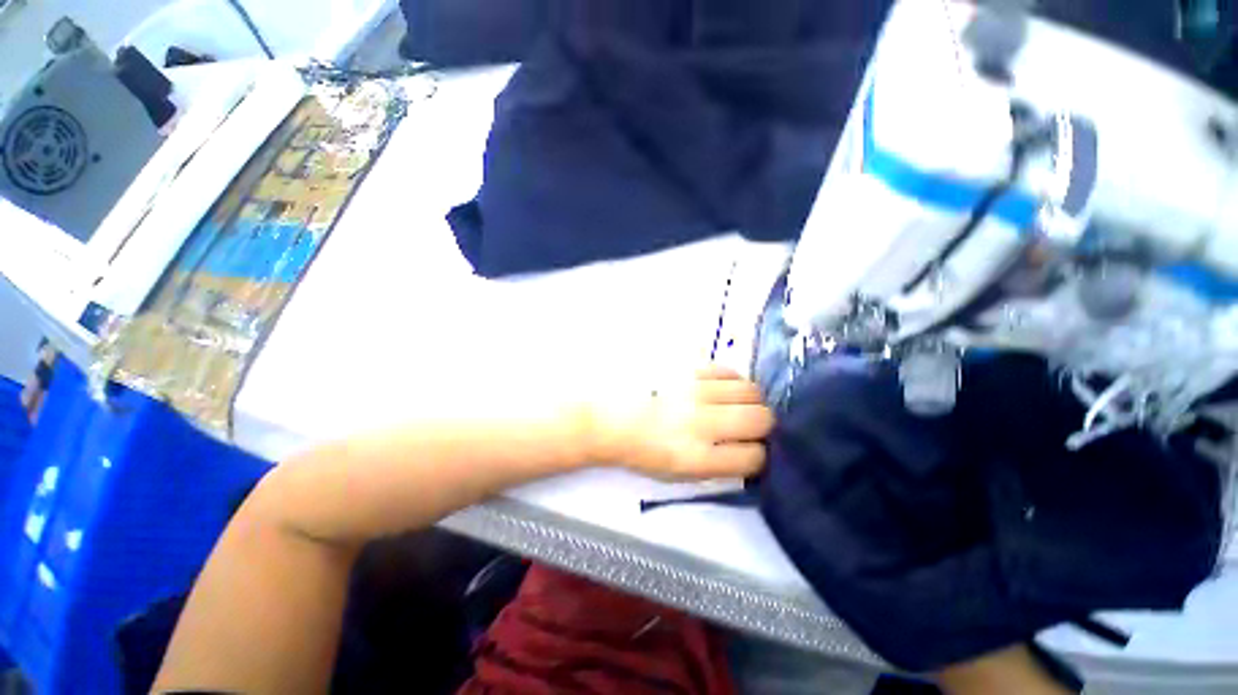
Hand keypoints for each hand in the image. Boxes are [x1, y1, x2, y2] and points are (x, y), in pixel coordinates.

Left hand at [587, 365, 774, 480]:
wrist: (610, 419)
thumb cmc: (643, 452)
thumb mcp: (680, 476)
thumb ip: (719, 467)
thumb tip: (751, 450)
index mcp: (697, 458)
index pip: (754, 456)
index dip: (757, 455)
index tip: (750, 450)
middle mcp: (700, 422)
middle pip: (761, 418)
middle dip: (762, 424)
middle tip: (748, 424)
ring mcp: (694, 391)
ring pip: (750, 390)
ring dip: (750, 400)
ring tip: (734, 404)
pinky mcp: (686, 368)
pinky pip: (727, 370)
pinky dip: (732, 381)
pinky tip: (721, 388)